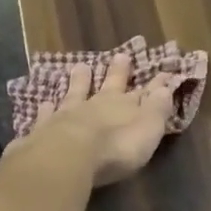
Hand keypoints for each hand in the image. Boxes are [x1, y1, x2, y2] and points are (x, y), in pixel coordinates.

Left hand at [11, 59, 177, 186]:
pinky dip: (46, 108)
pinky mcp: (44, 128)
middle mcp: (96, 105)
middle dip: (117, 72)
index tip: (164, 71)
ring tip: (80, 67)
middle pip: (109, 85)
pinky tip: (44, 103)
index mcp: (124, 106)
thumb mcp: (147, 129)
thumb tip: (166, 86)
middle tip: (120, 55)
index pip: (145, 92)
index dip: (156, 84)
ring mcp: (68, 114)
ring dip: (79, 81)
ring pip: (75, 92)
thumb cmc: (116, 147)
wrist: (69, 155)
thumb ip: (157, 109)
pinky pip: (46, 114)